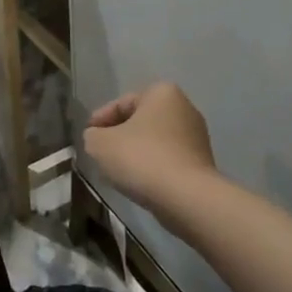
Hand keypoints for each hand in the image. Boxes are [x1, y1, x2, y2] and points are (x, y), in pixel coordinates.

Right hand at [84, 81, 219, 217]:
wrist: (187, 198)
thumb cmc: (142, 158)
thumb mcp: (100, 144)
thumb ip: (92, 136)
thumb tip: (96, 138)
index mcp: (162, 93)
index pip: (121, 104)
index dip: (99, 121)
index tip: (89, 139)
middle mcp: (184, 107)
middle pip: (140, 121)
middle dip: (119, 137)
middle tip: (101, 154)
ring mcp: (197, 136)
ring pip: (154, 142)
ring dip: (136, 153)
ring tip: (117, 172)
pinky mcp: (203, 163)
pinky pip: (168, 159)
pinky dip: (152, 167)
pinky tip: (139, 182)